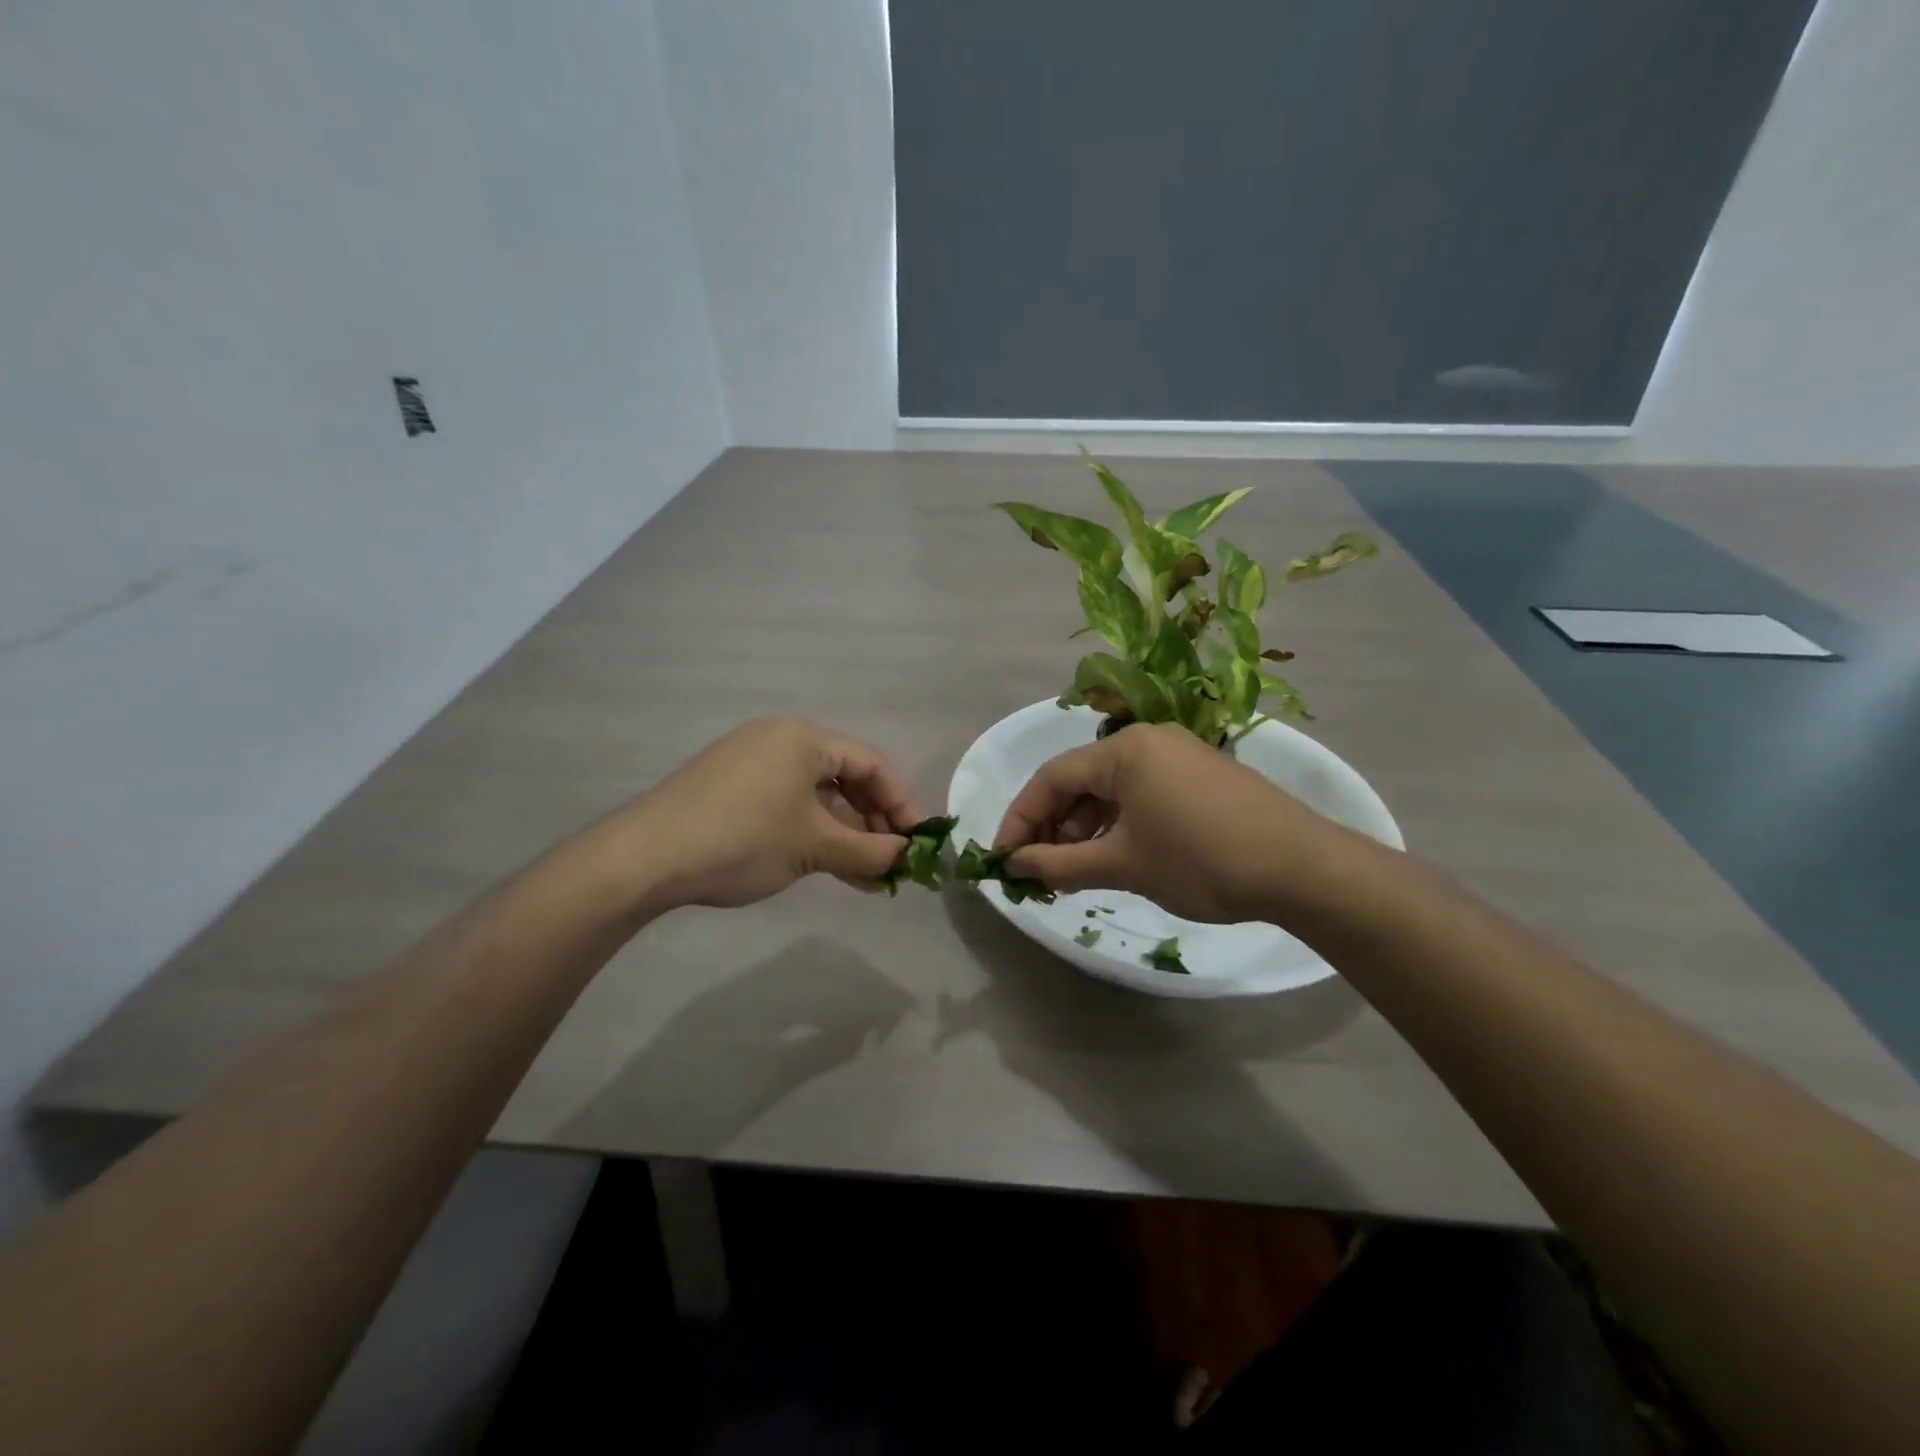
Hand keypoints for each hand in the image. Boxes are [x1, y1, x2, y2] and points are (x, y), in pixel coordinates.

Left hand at [621, 718, 921, 908]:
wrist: (644, 858)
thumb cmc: (742, 839)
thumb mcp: (813, 846)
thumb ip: (869, 851)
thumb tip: (907, 859)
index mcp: (803, 738)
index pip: (871, 763)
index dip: (901, 802)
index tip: (918, 841)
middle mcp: (780, 740)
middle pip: (845, 778)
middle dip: (873, 822)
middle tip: (892, 862)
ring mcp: (752, 764)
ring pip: (817, 797)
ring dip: (845, 835)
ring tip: (867, 877)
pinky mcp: (732, 789)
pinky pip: (789, 805)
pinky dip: (813, 834)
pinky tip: (831, 867)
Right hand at [993, 723, 1352, 923]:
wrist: (1303, 868)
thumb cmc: (1201, 860)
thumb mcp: (1123, 865)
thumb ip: (1060, 863)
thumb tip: (1014, 866)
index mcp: (1124, 750)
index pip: (1051, 778)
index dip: (1021, 818)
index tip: (1004, 859)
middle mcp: (1148, 740)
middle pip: (1081, 780)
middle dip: (1055, 826)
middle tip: (1042, 871)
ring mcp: (1179, 754)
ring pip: (1112, 789)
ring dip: (1087, 828)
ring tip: (1078, 871)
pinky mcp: (1201, 775)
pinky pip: (1142, 793)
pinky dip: (1120, 823)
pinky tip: (1119, 856)